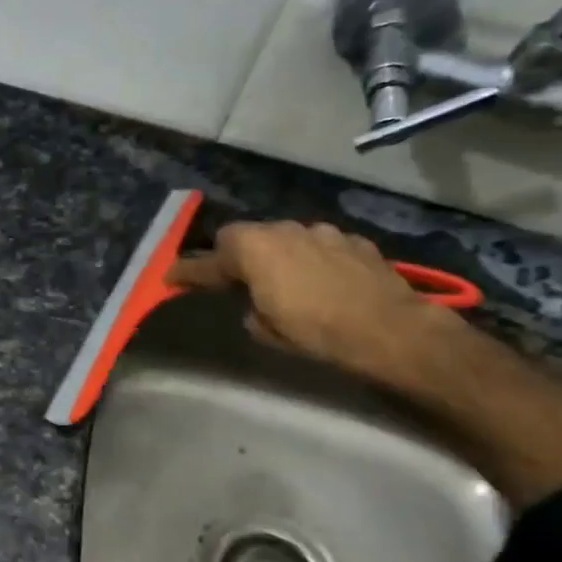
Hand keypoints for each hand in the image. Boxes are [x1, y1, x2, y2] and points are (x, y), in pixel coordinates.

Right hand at [165, 220, 456, 387]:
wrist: (390, 329)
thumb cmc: (317, 331)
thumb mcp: (268, 330)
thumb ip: (252, 310)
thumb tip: (257, 306)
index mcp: (253, 249)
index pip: (209, 259)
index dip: (188, 271)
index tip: (171, 278)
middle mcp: (284, 230)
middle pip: (247, 237)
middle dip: (237, 256)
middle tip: (233, 279)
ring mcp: (322, 232)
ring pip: (286, 238)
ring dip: (278, 256)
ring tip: (284, 281)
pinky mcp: (353, 241)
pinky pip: (319, 247)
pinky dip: (312, 260)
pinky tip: (322, 282)